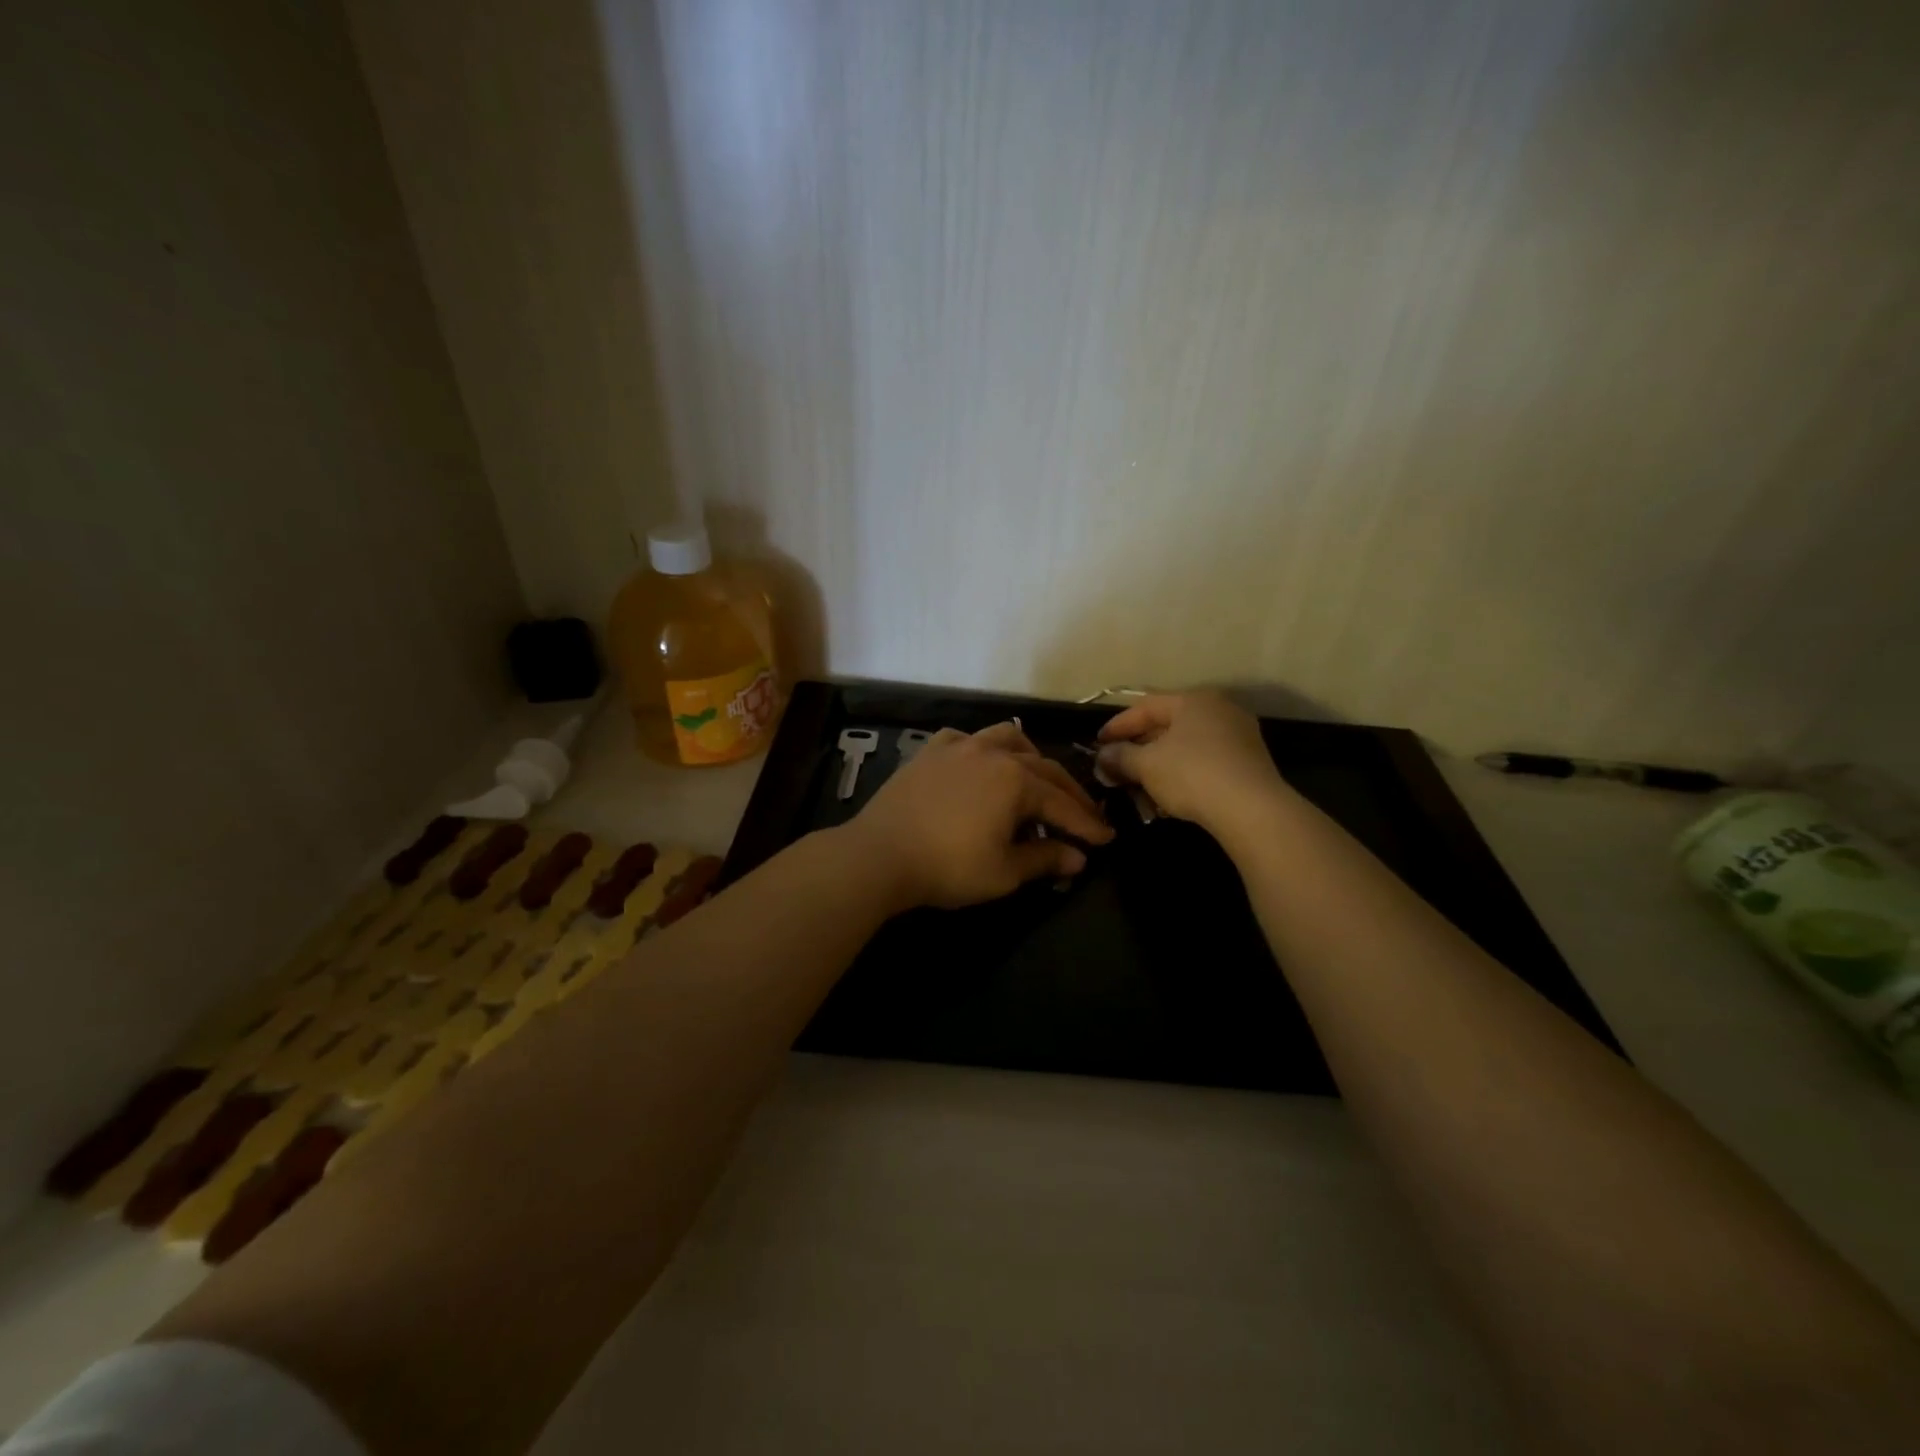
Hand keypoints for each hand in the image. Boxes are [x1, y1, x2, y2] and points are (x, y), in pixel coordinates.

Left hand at [842, 722, 1114, 909]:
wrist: (880, 854)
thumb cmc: (948, 866)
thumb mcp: (1004, 872)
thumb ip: (1045, 860)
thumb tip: (1078, 858)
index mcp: (1017, 780)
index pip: (1063, 804)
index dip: (1087, 824)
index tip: (1107, 839)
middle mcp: (993, 753)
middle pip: (1043, 769)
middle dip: (1068, 793)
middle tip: (1085, 815)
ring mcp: (959, 746)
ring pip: (1007, 739)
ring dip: (1030, 758)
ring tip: (1037, 778)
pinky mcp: (931, 751)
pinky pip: (967, 739)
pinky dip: (984, 749)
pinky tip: (982, 762)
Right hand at [1095, 692, 1291, 836]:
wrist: (1252, 810)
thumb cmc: (1192, 774)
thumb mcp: (1146, 765)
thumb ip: (1120, 757)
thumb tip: (1102, 756)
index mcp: (1193, 700)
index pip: (1145, 706)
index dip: (1117, 726)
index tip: (1097, 744)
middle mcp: (1219, 710)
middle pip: (1167, 726)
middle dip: (1138, 748)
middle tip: (1116, 767)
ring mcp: (1238, 736)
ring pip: (1186, 747)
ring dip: (1158, 766)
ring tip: (1139, 787)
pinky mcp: (1249, 763)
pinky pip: (1205, 763)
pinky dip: (1182, 775)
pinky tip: (1168, 797)